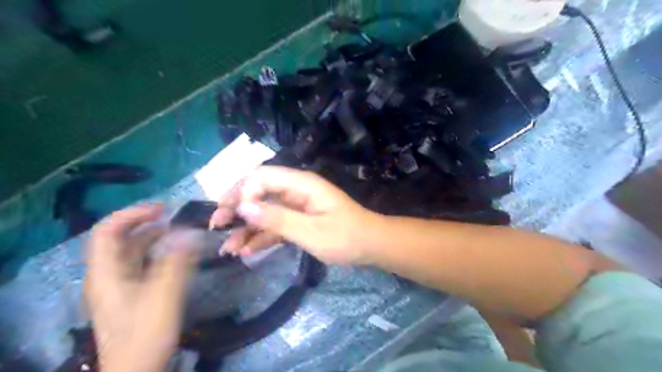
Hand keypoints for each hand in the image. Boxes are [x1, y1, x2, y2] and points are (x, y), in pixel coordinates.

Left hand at [85, 205, 195, 371]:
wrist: (136, 369)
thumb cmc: (145, 331)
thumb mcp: (164, 294)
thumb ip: (177, 261)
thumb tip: (190, 232)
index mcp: (106, 272)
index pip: (107, 231)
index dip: (131, 214)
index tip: (161, 208)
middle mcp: (108, 274)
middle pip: (119, 239)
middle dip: (144, 223)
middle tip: (172, 216)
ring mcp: (119, 284)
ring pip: (131, 251)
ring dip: (153, 237)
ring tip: (178, 230)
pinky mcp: (131, 293)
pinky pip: (141, 263)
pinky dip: (157, 252)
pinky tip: (175, 253)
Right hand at [206, 166, 383, 264]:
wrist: (370, 246)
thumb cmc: (345, 237)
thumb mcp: (310, 231)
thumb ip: (277, 218)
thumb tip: (242, 206)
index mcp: (301, 184)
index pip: (262, 176)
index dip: (243, 192)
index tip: (233, 215)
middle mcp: (296, 190)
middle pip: (258, 191)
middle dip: (236, 207)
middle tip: (216, 226)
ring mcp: (296, 206)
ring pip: (264, 211)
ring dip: (246, 227)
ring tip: (227, 248)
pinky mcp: (299, 220)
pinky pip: (275, 225)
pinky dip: (261, 236)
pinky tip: (247, 251)